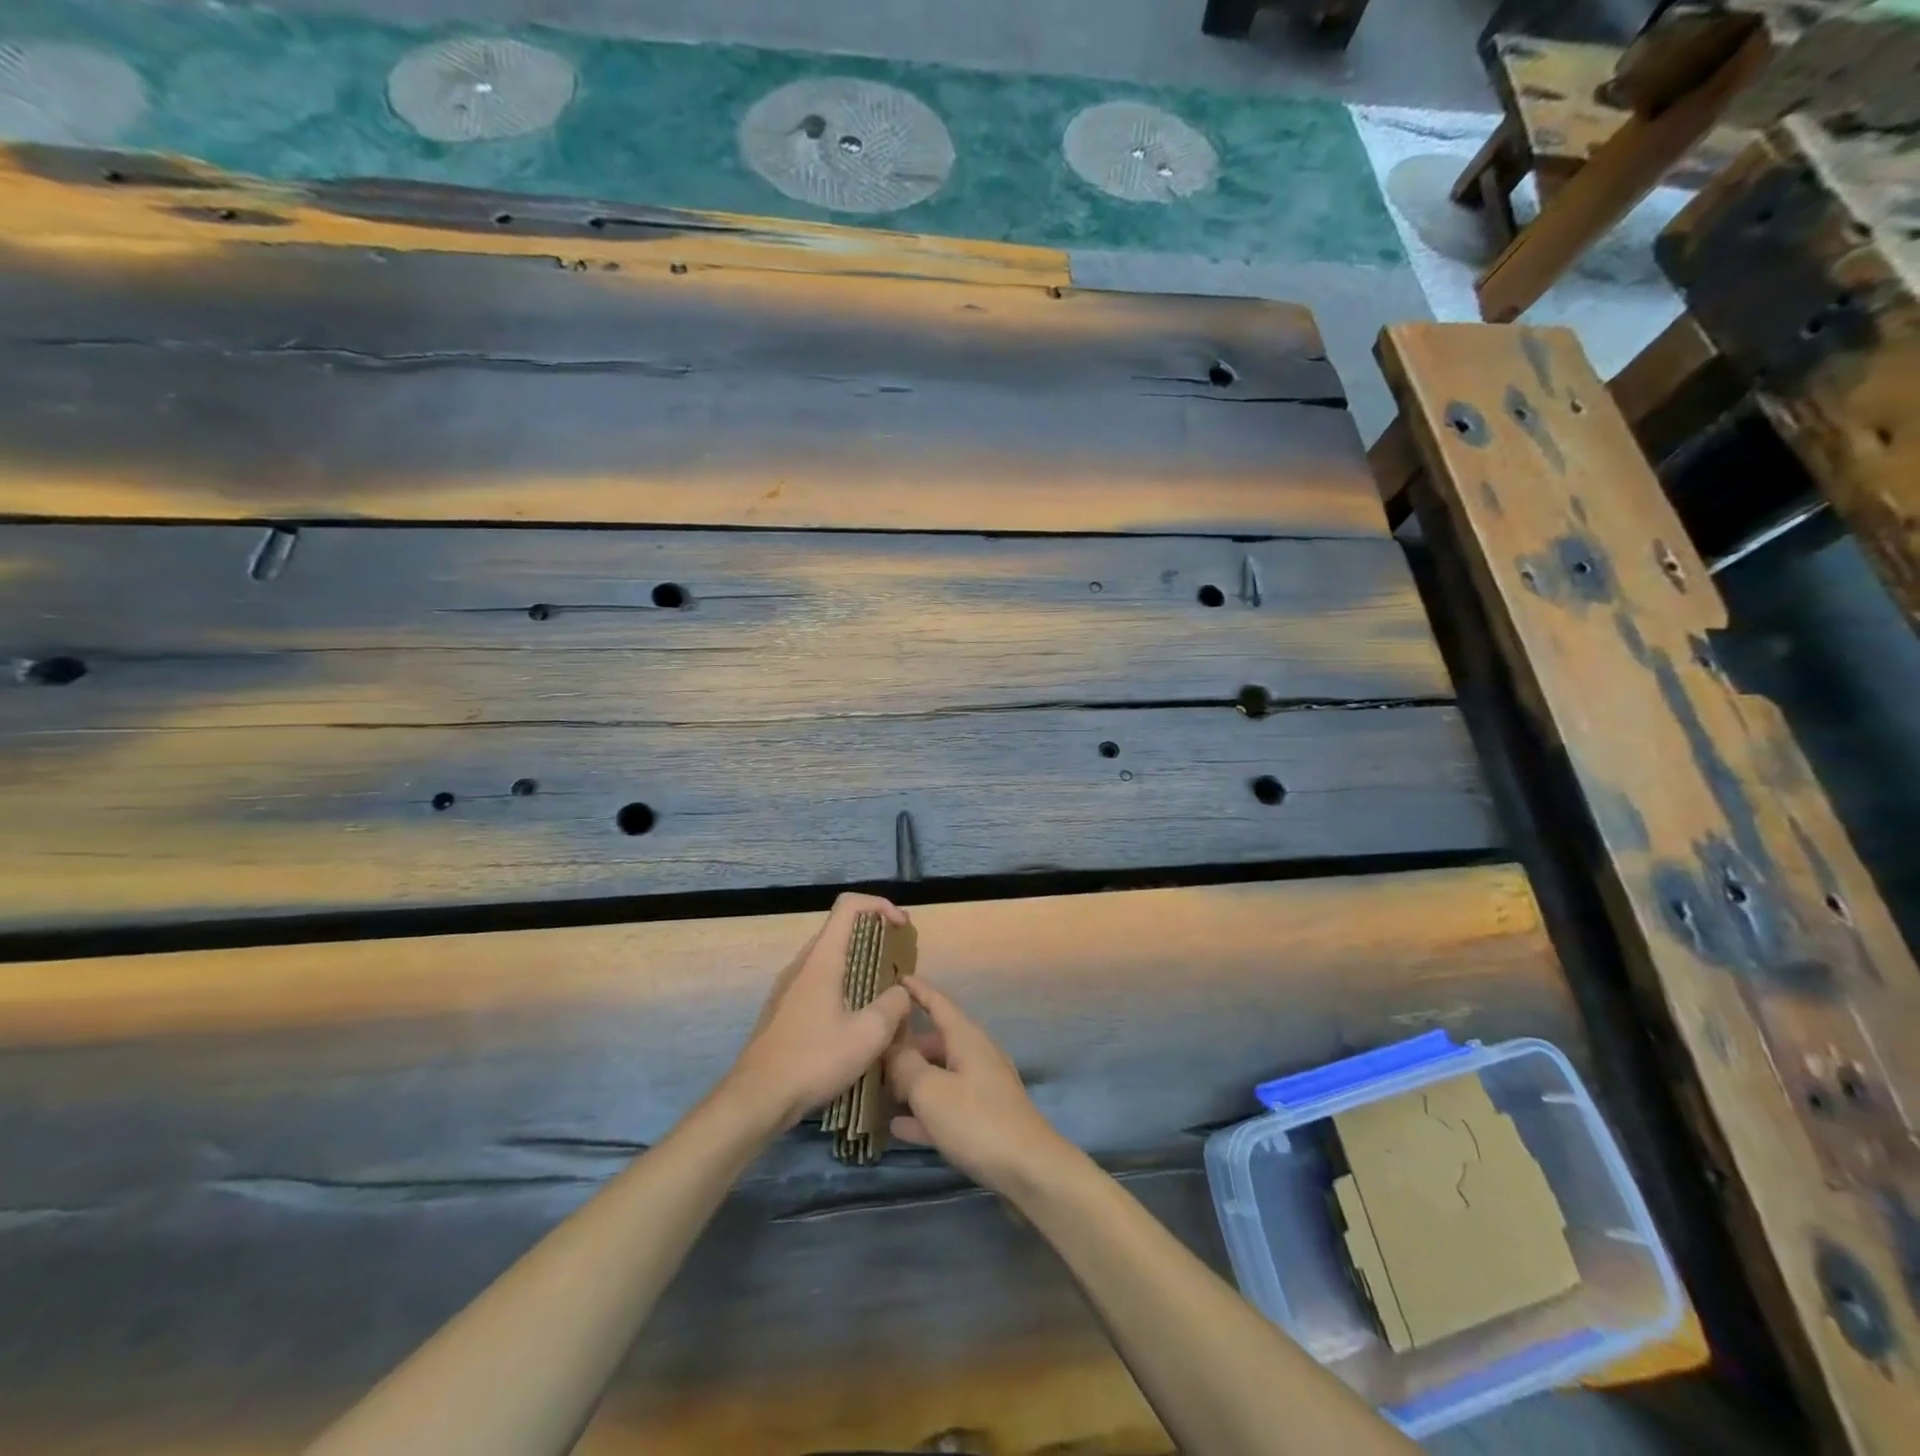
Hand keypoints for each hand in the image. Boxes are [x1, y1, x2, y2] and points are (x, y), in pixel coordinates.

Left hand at [724, 894, 913, 1132]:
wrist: (756, 1098)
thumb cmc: (814, 1059)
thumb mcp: (868, 1035)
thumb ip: (894, 1005)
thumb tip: (901, 992)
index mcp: (822, 958)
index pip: (849, 905)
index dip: (881, 905)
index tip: (902, 927)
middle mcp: (802, 963)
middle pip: (840, 929)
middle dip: (875, 935)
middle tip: (898, 959)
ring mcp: (788, 986)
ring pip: (829, 957)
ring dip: (859, 962)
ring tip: (882, 991)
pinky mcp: (783, 1009)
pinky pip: (818, 980)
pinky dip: (843, 984)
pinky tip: (854, 1019)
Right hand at [885, 977, 1073, 1194]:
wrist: (1029, 1170)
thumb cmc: (976, 1121)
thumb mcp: (931, 1091)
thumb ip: (906, 1066)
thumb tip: (892, 1049)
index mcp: (966, 1038)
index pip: (938, 1002)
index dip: (917, 990)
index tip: (896, 978)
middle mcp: (976, 1055)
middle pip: (935, 1041)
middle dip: (905, 1045)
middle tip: (872, 1051)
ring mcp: (982, 1087)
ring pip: (939, 1074)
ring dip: (912, 1080)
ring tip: (878, 1087)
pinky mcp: (984, 1118)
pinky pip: (946, 1105)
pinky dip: (924, 1111)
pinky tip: (897, 1126)